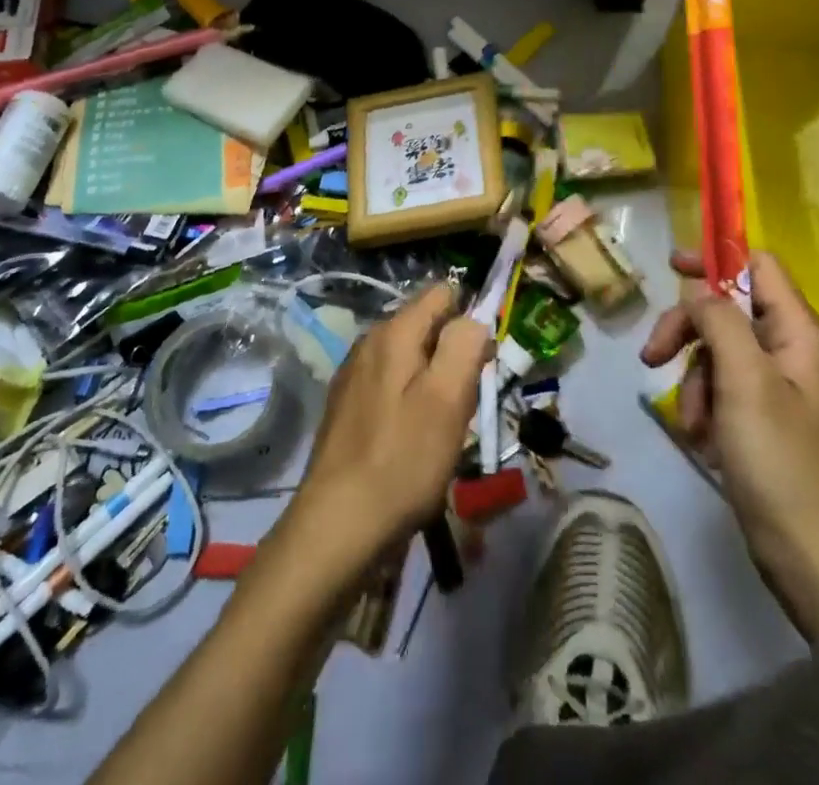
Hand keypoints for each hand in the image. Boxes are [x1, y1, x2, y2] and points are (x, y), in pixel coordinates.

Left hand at [279, 282, 490, 580]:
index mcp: (394, 331)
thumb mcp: (447, 399)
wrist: (337, 526)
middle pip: (427, 326)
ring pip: (410, 357)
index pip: (442, 293)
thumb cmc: (402, 460)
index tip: (481, 363)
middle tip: (462, 403)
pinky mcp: (347, 406)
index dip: (470, 319)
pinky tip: (412, 439)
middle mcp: (369, 342)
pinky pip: (392, 384)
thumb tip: (473, 318)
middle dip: (452, 354)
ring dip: (433, 381)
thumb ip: (464, 346)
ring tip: (441, 427)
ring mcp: (354, 374)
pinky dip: (410, 400)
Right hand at [641, 249, 818, 639]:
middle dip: (688, 330)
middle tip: (653, 356)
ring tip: (691, 422)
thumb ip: (719, 321)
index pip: (758, 265)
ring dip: (694, 379)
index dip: (716, 259)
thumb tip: (699, 289)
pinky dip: (704, 406)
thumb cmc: (779, 458)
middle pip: (727, 310)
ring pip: (717, 351)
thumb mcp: (745, 379)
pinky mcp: (761, 417)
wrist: (809, 553)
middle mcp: (789, 350)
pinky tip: (700, 437)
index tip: (672, 268)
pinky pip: (722, 388)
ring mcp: (775, 385)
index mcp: (797, 331)